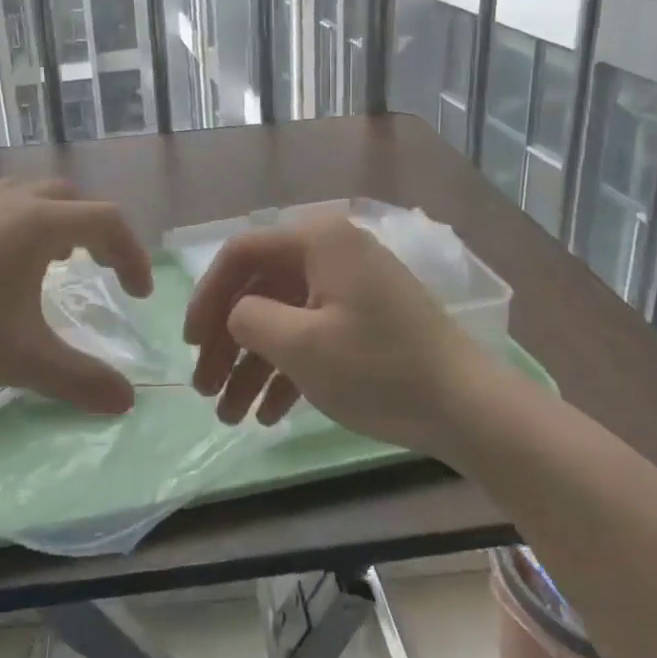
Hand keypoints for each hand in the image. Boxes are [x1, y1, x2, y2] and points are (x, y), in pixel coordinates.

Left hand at [0, 178, 154, 414]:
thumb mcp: (20, 360)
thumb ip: (79, 379)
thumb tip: (127, 403)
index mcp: (37, 223)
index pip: (106, 222)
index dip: (132, 255)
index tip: (138, 296)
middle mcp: (8, 202)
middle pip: (70, 199)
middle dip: (96, 232)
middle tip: (102, 270)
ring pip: (30, 196)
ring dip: (56, 223)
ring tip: (57, 263)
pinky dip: (20, 226)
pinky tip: (0, 270)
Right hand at [182, 215, 483, 455]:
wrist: (467, 408)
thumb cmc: (378, 368)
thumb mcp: (301, 345)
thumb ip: (249, 319)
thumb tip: (236, 316)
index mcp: (318, 241)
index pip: (241, 254)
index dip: (206, 297)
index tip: (189, 344)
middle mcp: (332, 254)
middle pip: (259, 290)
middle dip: (227, 342)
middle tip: (204, 389)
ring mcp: (350, 289)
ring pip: (283, 319)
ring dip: (252, 366)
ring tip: (229, 416)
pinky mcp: (364, 322)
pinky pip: (311, 337)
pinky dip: (287, 372)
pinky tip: (267, 415)